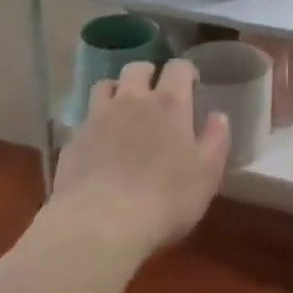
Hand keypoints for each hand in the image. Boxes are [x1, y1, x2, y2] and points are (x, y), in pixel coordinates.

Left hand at [51, 59, 229, 256]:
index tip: (192, 87)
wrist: (99, 224)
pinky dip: (95, 121)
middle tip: (156, 95)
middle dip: (149, 74)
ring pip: (106, 85)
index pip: (179, 67)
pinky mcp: (74, 139)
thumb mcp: (206, 175)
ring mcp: (99, 117)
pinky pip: (85, 117)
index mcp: (169, 104)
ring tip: (124, 110)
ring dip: (118, 90)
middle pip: (138, 68)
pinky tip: (100, 142)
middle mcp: (133, 100)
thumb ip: (216, 140)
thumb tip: (219, 116)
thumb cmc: (164, 199)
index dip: (186, 72)